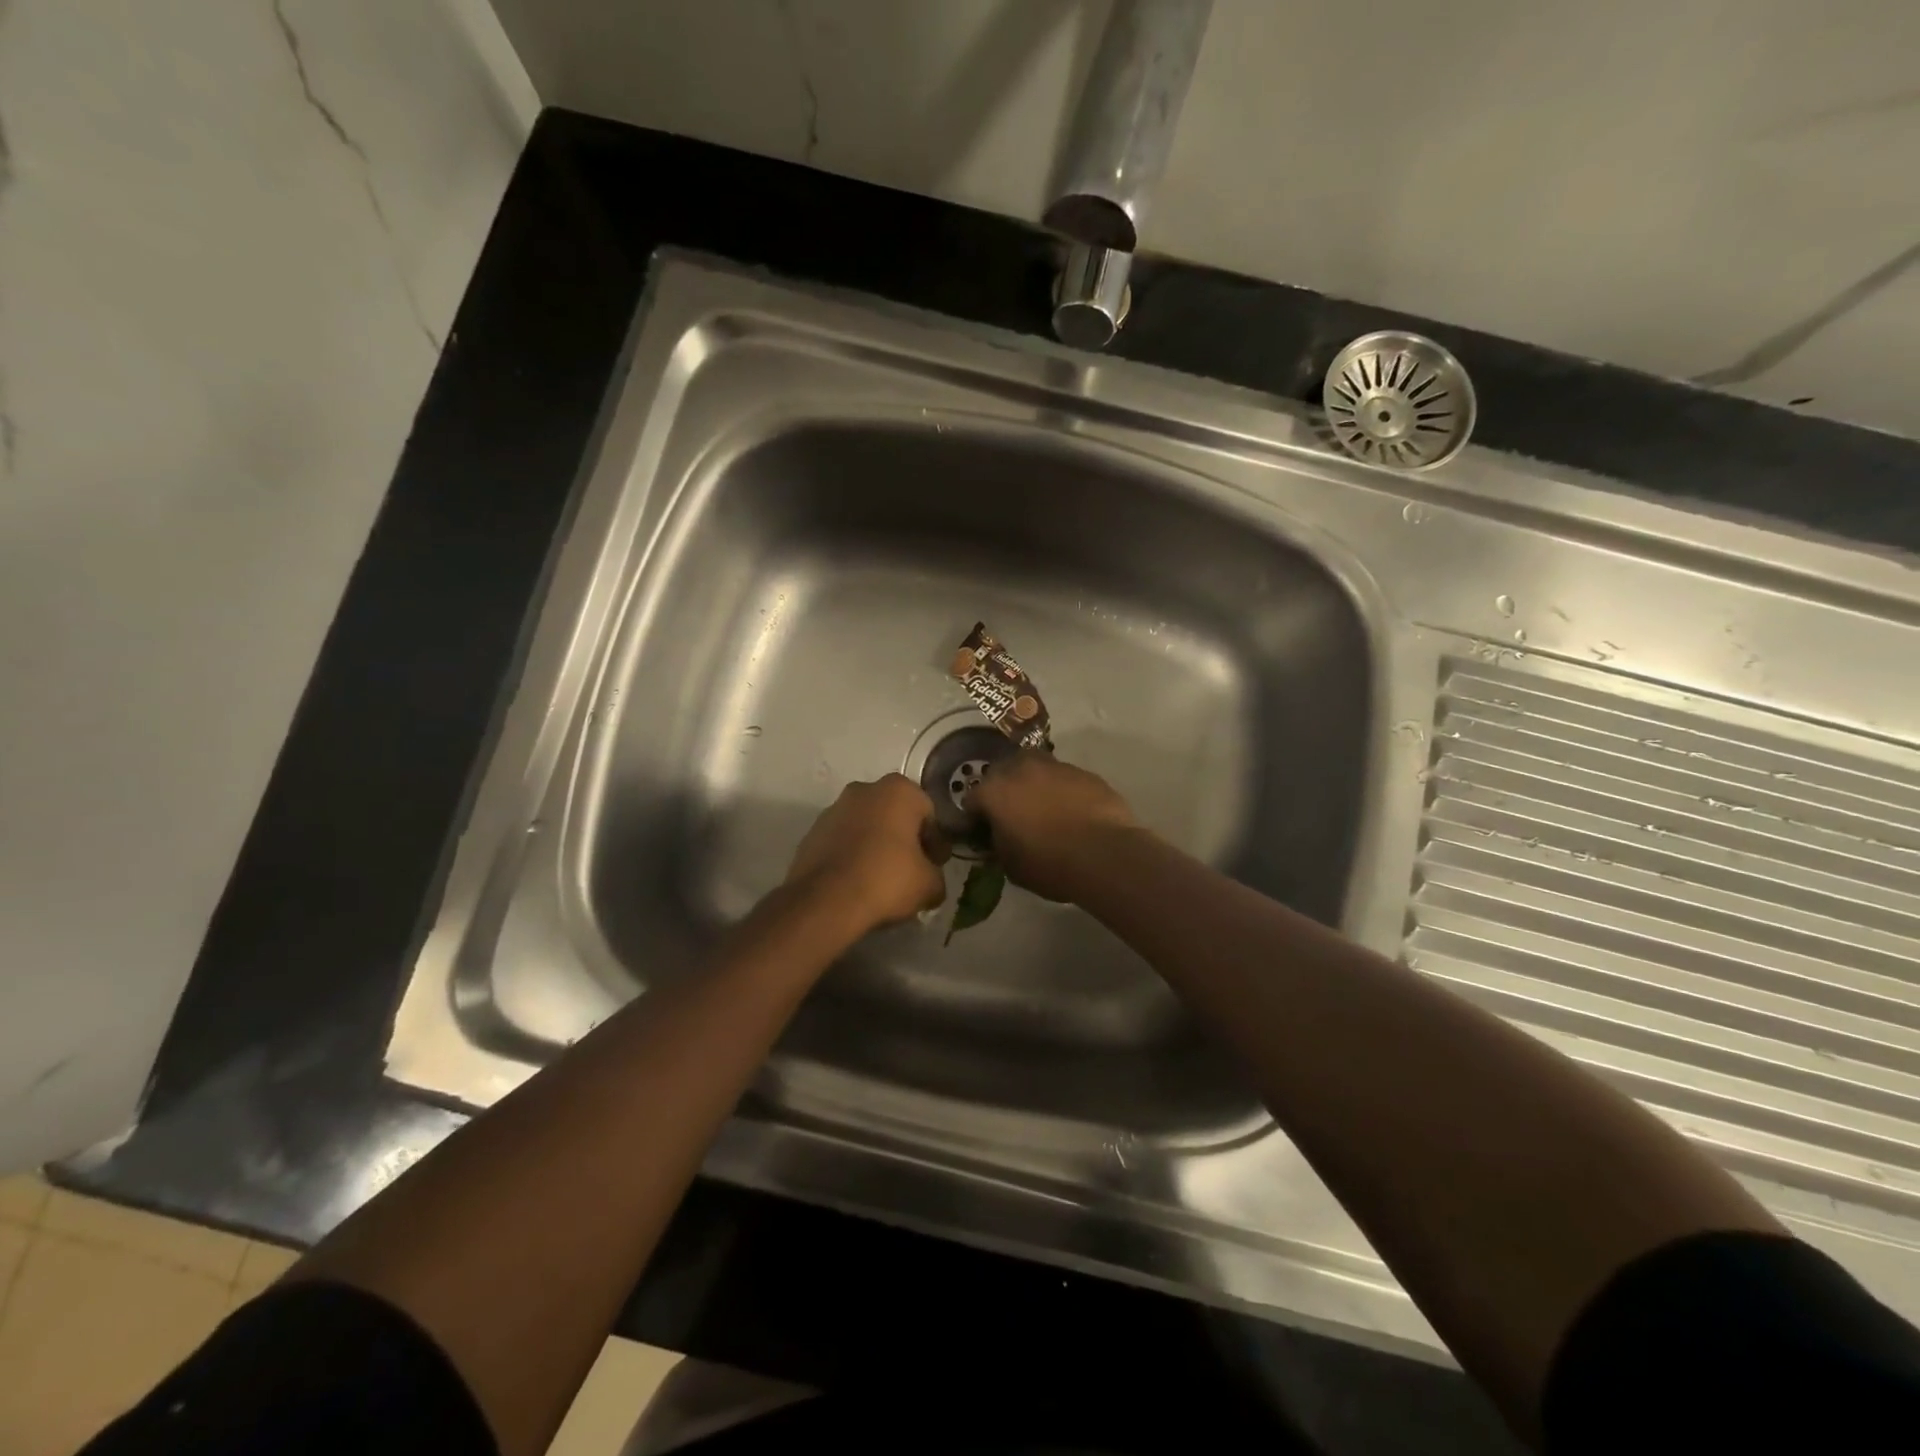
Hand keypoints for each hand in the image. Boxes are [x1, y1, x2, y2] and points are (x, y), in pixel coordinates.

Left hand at [785, 775, 949, 934]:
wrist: (825, 902)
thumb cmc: (887, 880)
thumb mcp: (930, 885)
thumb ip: (936, 875)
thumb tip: (930, 880)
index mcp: (899, 790)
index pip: (928, 813)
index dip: (935, 841)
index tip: (934, 864)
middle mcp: (864, 790)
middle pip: (894, 815)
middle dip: (904, 839)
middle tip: (911, 871)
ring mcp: (833, 809)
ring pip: (866, 826)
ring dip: (876, 846)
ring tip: (881, 880)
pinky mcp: (812, 833)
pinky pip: (843, 842)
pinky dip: (852, 856)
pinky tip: (857, 882)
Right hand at [969, 751, 1140, 902]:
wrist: (1105, 855)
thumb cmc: (1049, 864)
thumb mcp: (1011, 865)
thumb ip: (998, 844)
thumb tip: (998, 836)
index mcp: (995, 791)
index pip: (971, 800)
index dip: (975, 818)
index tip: (982, 832)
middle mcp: (1021, 769)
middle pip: (1001, 773)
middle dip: (1002, 791)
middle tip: (1011, 815)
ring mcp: (1055, 766)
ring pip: (1034, 769)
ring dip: (1032, 784)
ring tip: (1043, 809)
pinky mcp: (1084, 772)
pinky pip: (1063, 778)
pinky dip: (1061, 790)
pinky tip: (1071, 811)